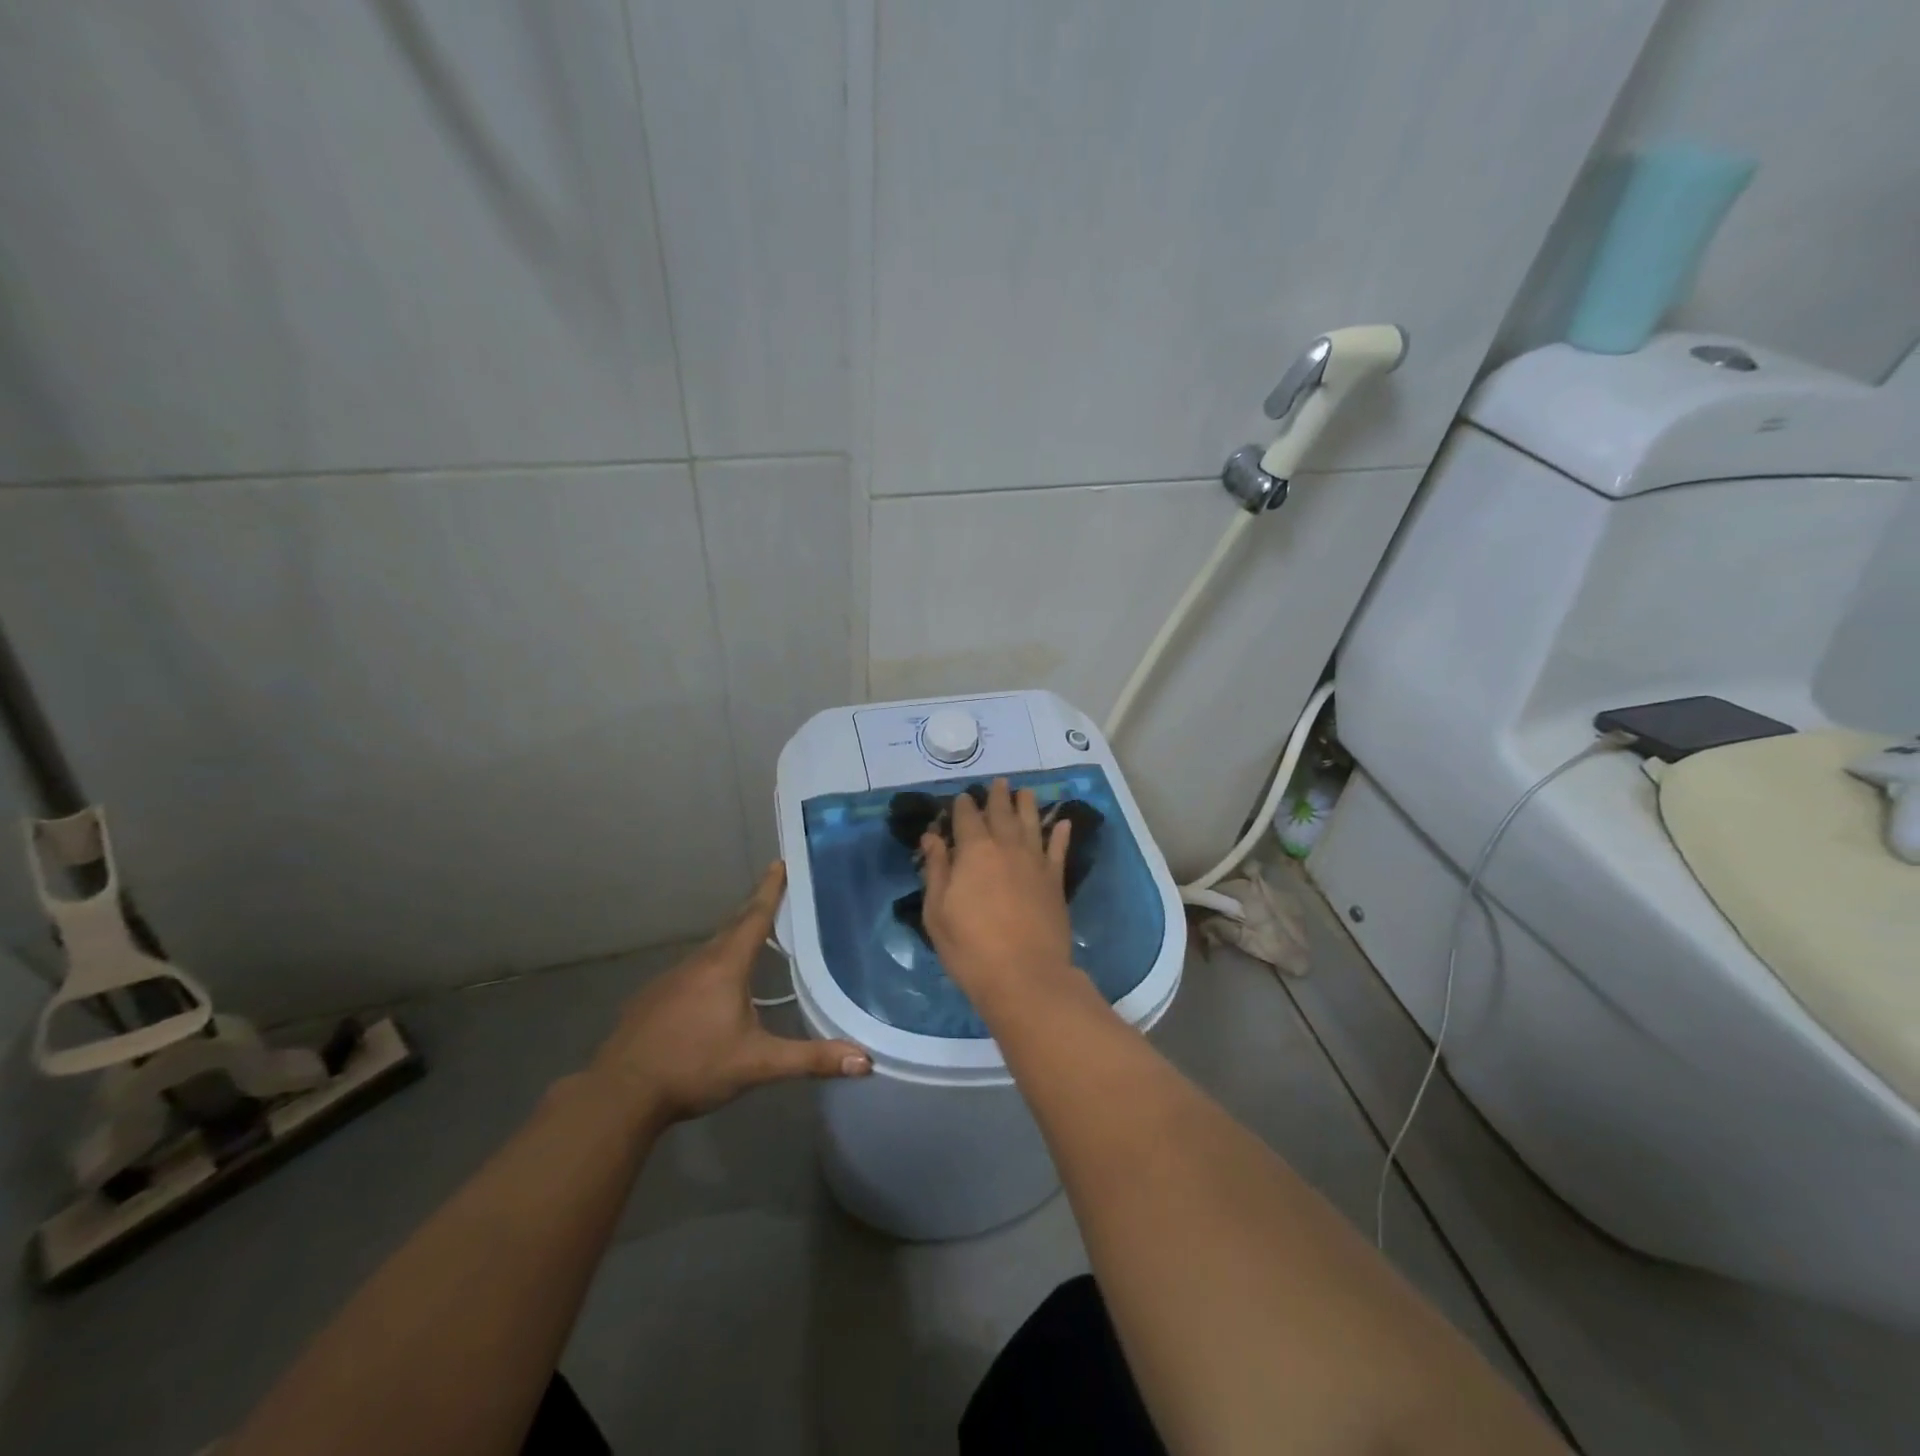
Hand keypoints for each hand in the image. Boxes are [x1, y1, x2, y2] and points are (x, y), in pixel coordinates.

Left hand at [588, 863, 870, 1125]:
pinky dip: (710, 967)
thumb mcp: (758, 1064)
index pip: (755, 917)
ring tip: (753, 941)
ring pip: (710, 951)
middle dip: (755, 910)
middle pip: (733, 928)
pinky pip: (691, 971)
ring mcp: (670, 979)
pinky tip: (713, 990)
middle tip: (776, 895)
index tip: (780, 862)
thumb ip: (810, 1059)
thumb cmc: (694, 1068)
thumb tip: (866, 1061)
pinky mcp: (652, 998)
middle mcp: (698, 963)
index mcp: (726, 966)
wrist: (620, 1094)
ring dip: (733, 940)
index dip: (770, 889)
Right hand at [920, 778, 1077, 1005]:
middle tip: (998, 782)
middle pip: (1002, 813)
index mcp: (974, 851)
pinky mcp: (1055, 881)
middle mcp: (1006, 847)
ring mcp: (1035, 862)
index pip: (967, 818)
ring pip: (1031, 824)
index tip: (962, 798)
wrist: (1025, 976)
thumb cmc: (970, 947)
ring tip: (1026, 791)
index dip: (963, 806)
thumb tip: (932, 837)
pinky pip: (1059, 850)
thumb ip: (937, 870)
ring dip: (1027, 805)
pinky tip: (1063, 823)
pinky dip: (1061, 835)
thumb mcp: (938, 911)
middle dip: (997, 796)